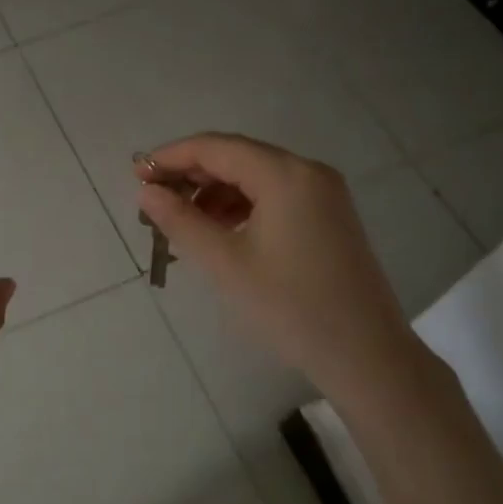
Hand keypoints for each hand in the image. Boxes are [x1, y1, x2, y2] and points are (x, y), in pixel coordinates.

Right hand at [135, 133, 424, 394]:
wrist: (366, 356)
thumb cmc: (289, 307)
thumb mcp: (225, 263)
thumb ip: (180, 221)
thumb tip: (146, 191)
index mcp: (285, 174)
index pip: (216, 147)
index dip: (171, 157)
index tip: (137, 175)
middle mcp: (308, 172)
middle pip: (237, 157)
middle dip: (192, 174)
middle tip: (153, 200)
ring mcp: (323, 193)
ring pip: (255, 177)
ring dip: (214, 192)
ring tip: (181, 222)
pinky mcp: (328, 216)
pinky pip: (274, 196)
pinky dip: (241, 207)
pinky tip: (218, 232)